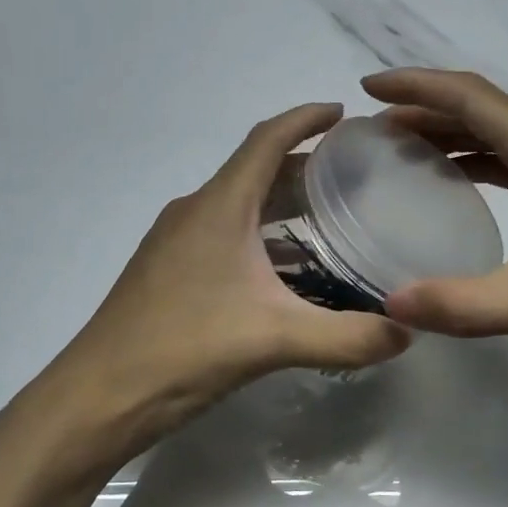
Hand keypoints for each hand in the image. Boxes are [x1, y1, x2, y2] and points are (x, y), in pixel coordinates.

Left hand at [43, 104, 411, 464]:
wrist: (99, 395)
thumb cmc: (184, 349)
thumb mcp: (274, 340)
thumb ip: (347, 337)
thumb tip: (408, 334)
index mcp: (219, 207)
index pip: (266, 140)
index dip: (305, 118)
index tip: (343, 112)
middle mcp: (195, 212)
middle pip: (255, 171)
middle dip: (303, 165)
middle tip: (354, 174)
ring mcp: (176, 242)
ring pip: (238, 206)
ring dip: (281, 204)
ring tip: (330, 216)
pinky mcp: (168, 271)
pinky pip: (224, 235)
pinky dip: (259, 236)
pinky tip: (285, 269)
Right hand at [362, 69, 507, 396]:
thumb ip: (467, 304)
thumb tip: (389, 305)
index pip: (472, 99)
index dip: (416, 87)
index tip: (365, 90)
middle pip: (484, 115)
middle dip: (424, 115)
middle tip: (371, 133)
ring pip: (502, 144)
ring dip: (451, 142)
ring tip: (400, 156)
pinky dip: (480, 172)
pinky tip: (460, 193)